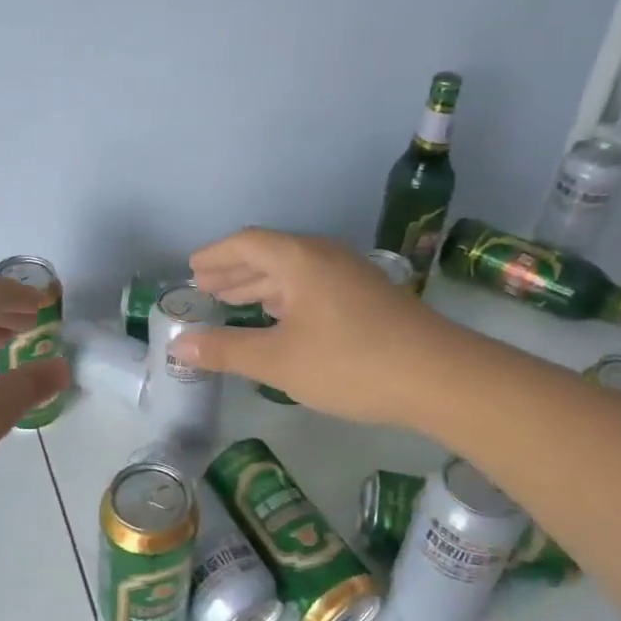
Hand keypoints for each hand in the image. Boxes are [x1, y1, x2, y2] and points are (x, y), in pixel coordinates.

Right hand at [172, 229, 448, 428]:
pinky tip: (279, 319)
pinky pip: (313, 286)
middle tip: (204, 288)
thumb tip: (180, 345)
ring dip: (259, 285)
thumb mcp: (279, 361)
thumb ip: (227, 350)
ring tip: (231, 302)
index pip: (246, 243)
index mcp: (300, 259)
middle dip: (234, 271)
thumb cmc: (350, 363)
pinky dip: (285, 298)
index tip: (191, 269)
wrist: (440, 377)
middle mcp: (324, 257)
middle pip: (269, 254)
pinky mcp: (368, 297)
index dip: (215, 256)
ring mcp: (350, 275)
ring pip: (294, 272)